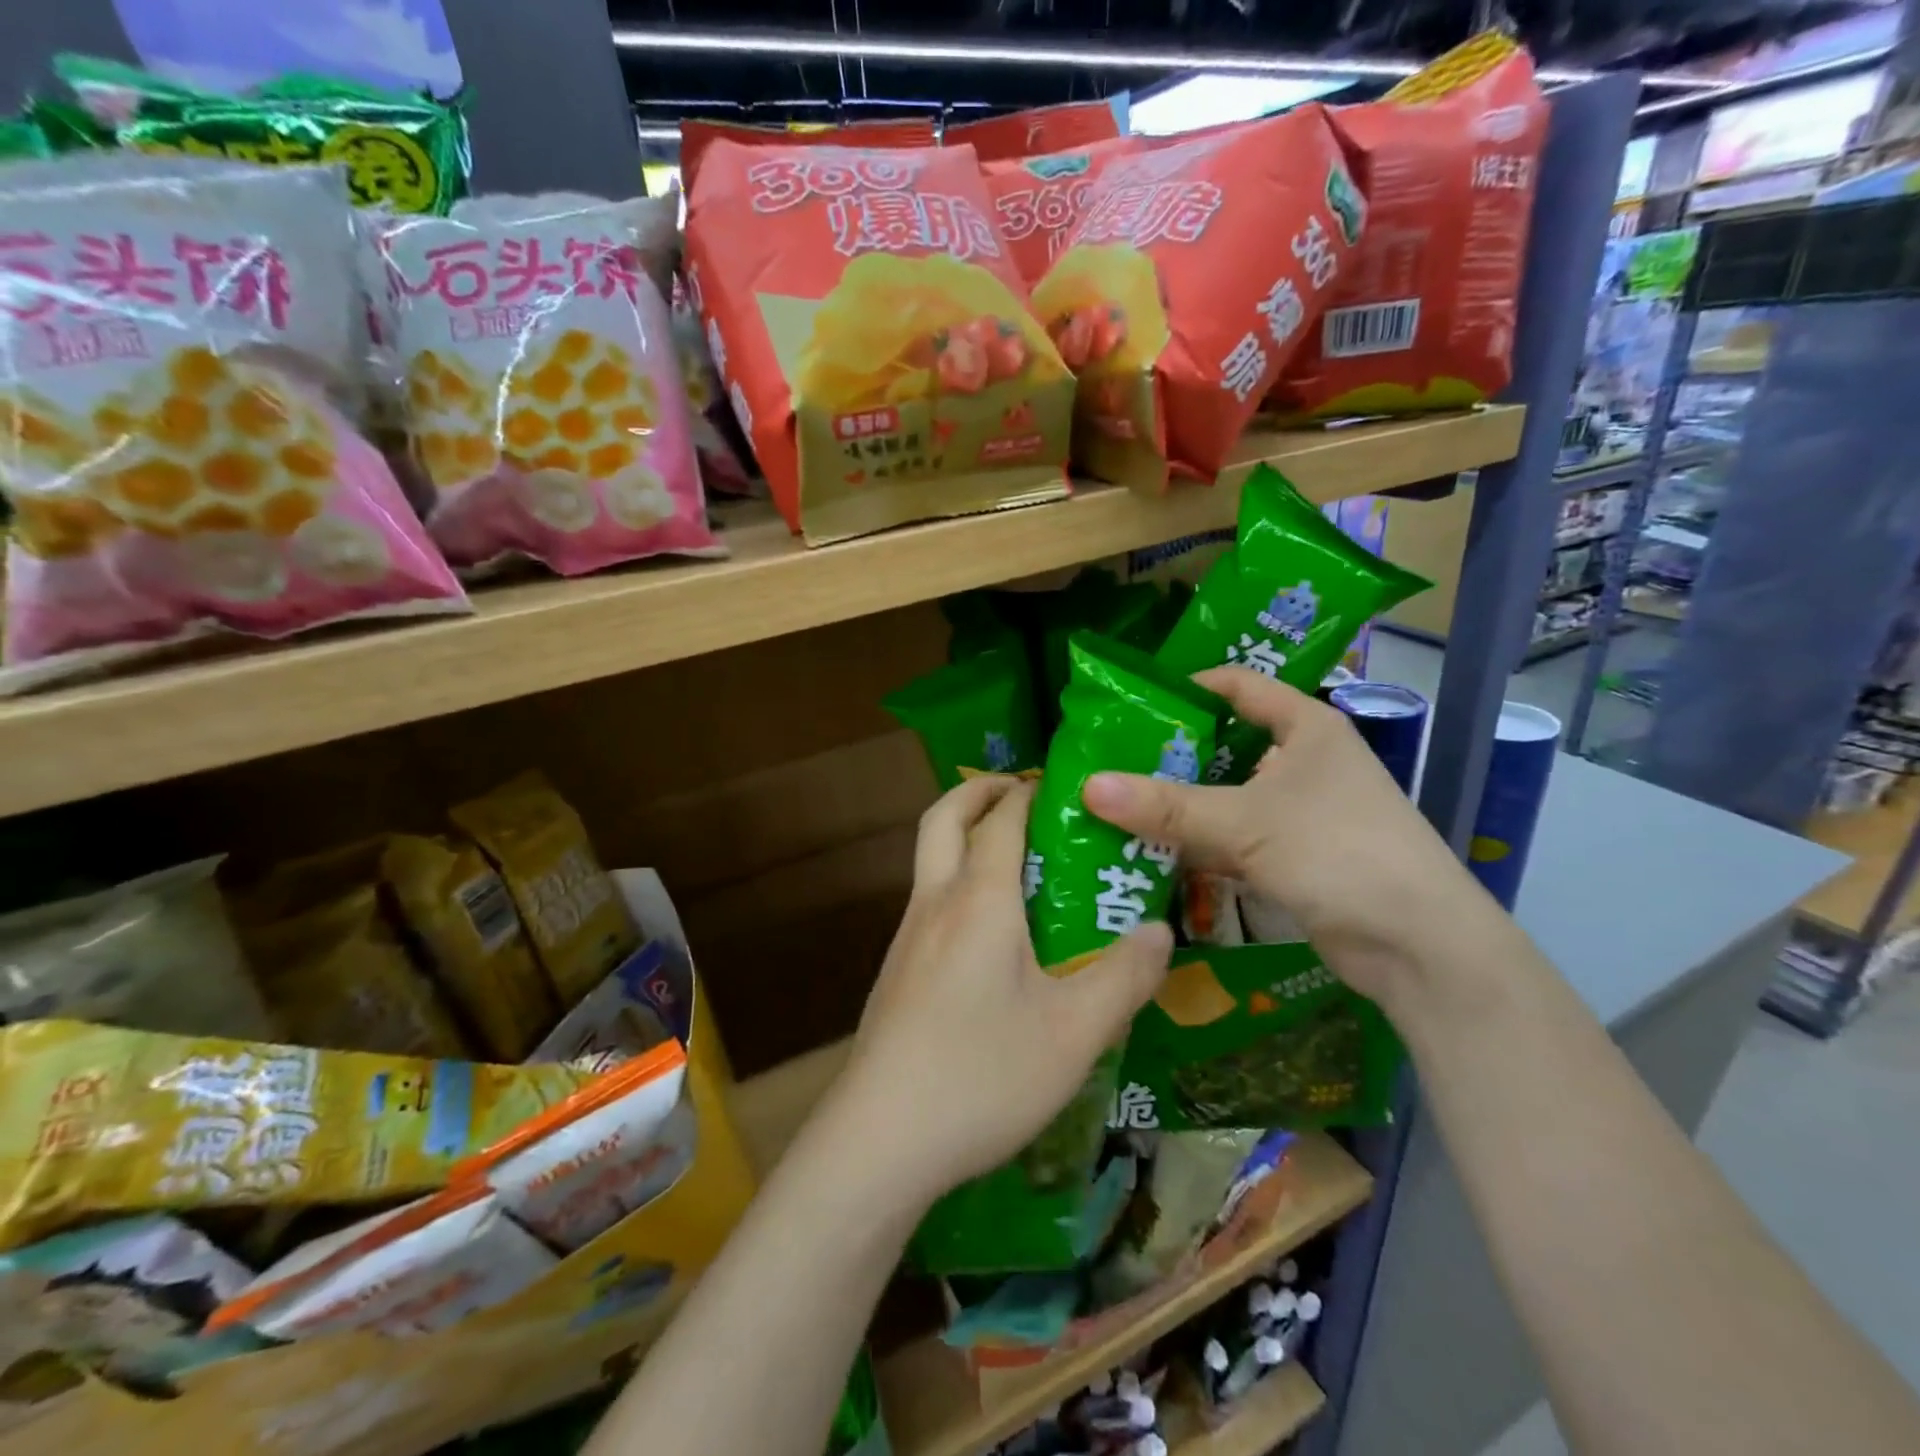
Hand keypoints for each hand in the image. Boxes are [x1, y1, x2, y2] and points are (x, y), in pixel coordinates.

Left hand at [836, 775, 1172, 1210]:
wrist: (881, 1139)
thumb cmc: (983, 1074)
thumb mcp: (1075, 1032)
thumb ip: (1124, 976)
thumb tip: (1158, 930)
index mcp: (980, 900)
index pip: (1002, 819)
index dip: (1029, 792)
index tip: (1061, 784)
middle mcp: (936, 903)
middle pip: (943, 818)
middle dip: (978, 791)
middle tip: (1021, 794)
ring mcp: (908, 937)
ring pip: (930, 859)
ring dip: (965, 837)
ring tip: (1018, 863)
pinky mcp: (897, 972)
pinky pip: (929, 901)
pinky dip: (957, 882)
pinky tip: (991, 936)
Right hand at [1081, 668, 1492, 1007]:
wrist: (1419, 944)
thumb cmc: (1337, 851)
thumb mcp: (1245, 822)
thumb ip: (1166, 807)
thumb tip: (1088, 786)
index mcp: (1306, 728)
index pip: (1238, 686)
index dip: (1187, 687)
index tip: (1132, 702)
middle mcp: (1305, 762)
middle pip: (1226, 744)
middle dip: (1171, 754)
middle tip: (1111, 761)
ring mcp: (1303, 812)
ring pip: (1228, 796)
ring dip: (1181, 804)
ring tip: (1119, 805)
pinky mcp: (1297, 857)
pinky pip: (1236, 839)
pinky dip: (1200, 844)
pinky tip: (1154, 851)